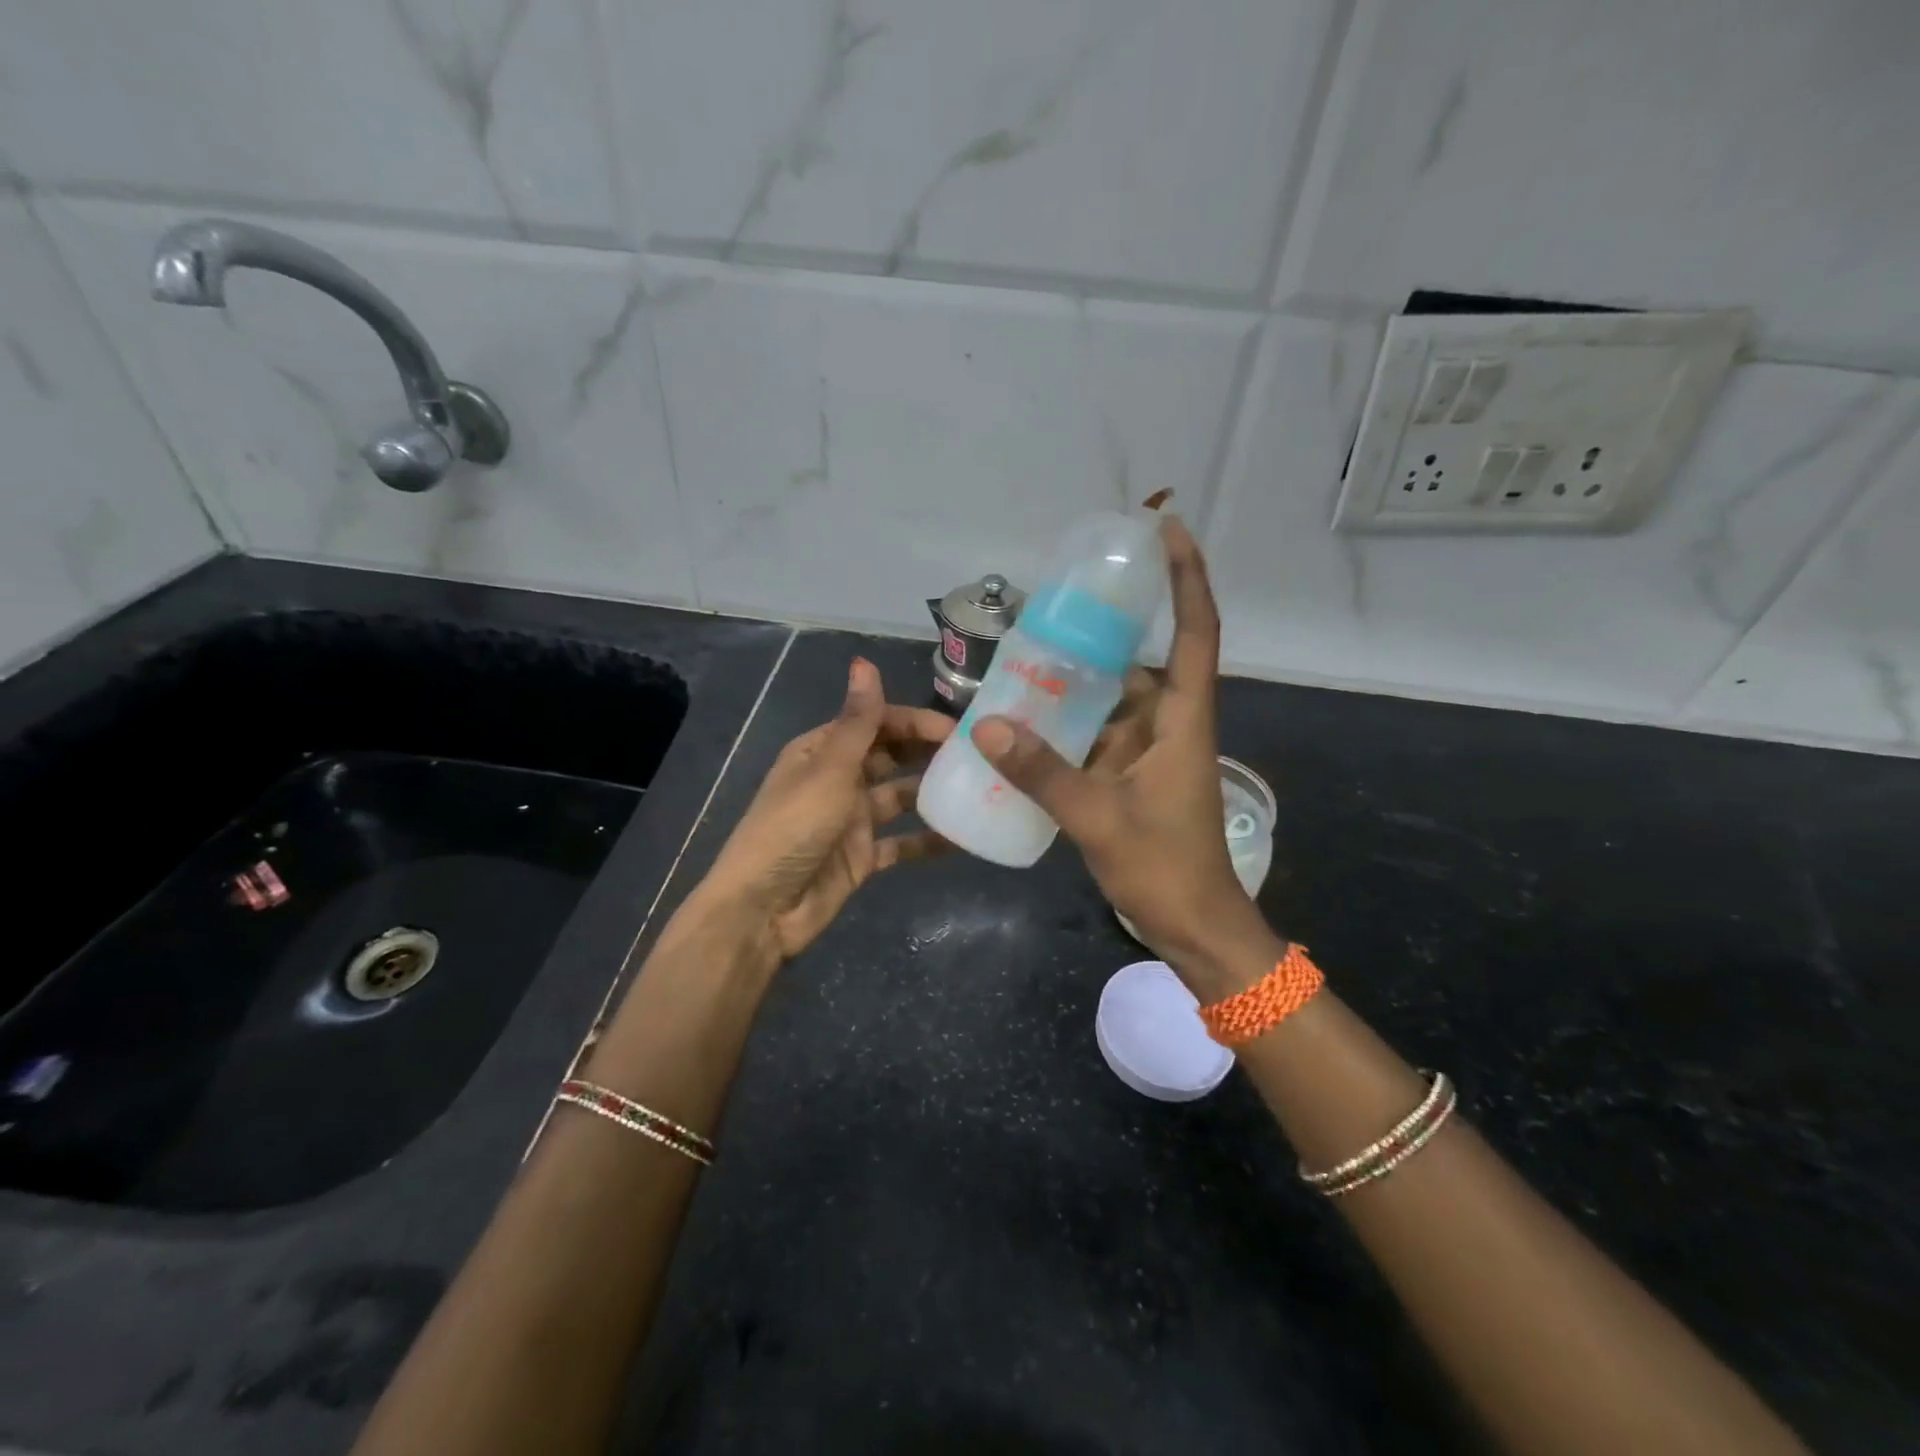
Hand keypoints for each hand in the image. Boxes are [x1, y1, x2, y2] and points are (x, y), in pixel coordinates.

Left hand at [700, 658, 952, 964]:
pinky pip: (902, 842)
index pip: (876, 723)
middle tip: (978, 756)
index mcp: (822, 751)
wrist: (763, 910)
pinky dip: (928, 840)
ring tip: (979, 791)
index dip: (915, 722)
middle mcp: (838, 780)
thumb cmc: (793, 829)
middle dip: (928, 753)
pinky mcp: (862, 856)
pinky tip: (963, 837)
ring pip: (900, 797)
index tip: (959, 730)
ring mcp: (851, 820)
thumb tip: (864, 662)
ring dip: (932, 793)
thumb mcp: (829, 770)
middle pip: (891, 757)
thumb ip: (857, 722)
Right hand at [970, 517, 1278, 994]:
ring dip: (1079, 678)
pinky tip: (1027, 717)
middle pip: (1146, 658)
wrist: (1195, 927)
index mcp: (1184, 720)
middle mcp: (1171, 724)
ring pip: (1115, 698)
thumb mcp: (1099, 818)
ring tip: (1027, 653)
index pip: (1196, 632)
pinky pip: (1099, 732)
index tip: (1167, 529)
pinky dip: (1068, 722)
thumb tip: (989, 727)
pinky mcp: (1133, 776)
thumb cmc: (1165, 869)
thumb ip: (1044, 773)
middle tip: (1056, 602)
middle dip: (1108, 627)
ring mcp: (1152, 751)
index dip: (1186, 577)